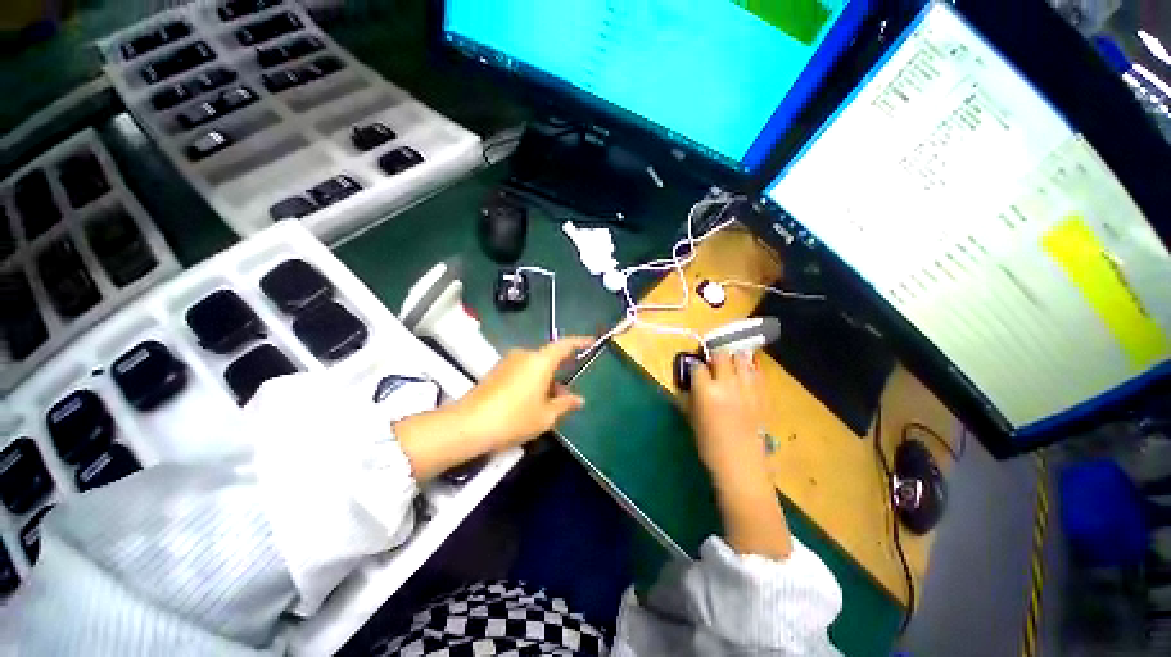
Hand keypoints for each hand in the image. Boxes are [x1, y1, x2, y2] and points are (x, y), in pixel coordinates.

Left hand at [395, 337, 591, 479]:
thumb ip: (565, 404)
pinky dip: (532, 383)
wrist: (468, 426)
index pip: (564, 345)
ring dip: (545, 381)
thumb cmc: (514, 419)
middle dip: (560, 374)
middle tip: (568, 395)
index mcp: (540, 361)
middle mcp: (524, 355)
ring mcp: (508, 362)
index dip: (579, 342)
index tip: (591, 342)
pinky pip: (521, 372)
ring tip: (550, 405)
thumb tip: (579, 400)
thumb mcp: (546, 416)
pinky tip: (532, 403)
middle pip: (548, 359)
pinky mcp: (496, 372)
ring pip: (535, 367)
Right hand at [688, 351, 791, 558]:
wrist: (742, 468)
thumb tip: (689, 384)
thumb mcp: (692, 420)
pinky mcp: (763, 396)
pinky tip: (746, 373)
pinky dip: (751, 369)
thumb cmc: (710, 447)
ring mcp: (749, 389)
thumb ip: (690, 397)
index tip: (693, 368)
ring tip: (730, 363)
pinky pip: (758, 373)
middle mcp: (728, 384)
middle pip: (722, 355)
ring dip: (734, 357)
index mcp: (707, 391)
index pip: (697, 366)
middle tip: (712, 362)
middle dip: (715, 355)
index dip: (694, 365)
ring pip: (742, 358)